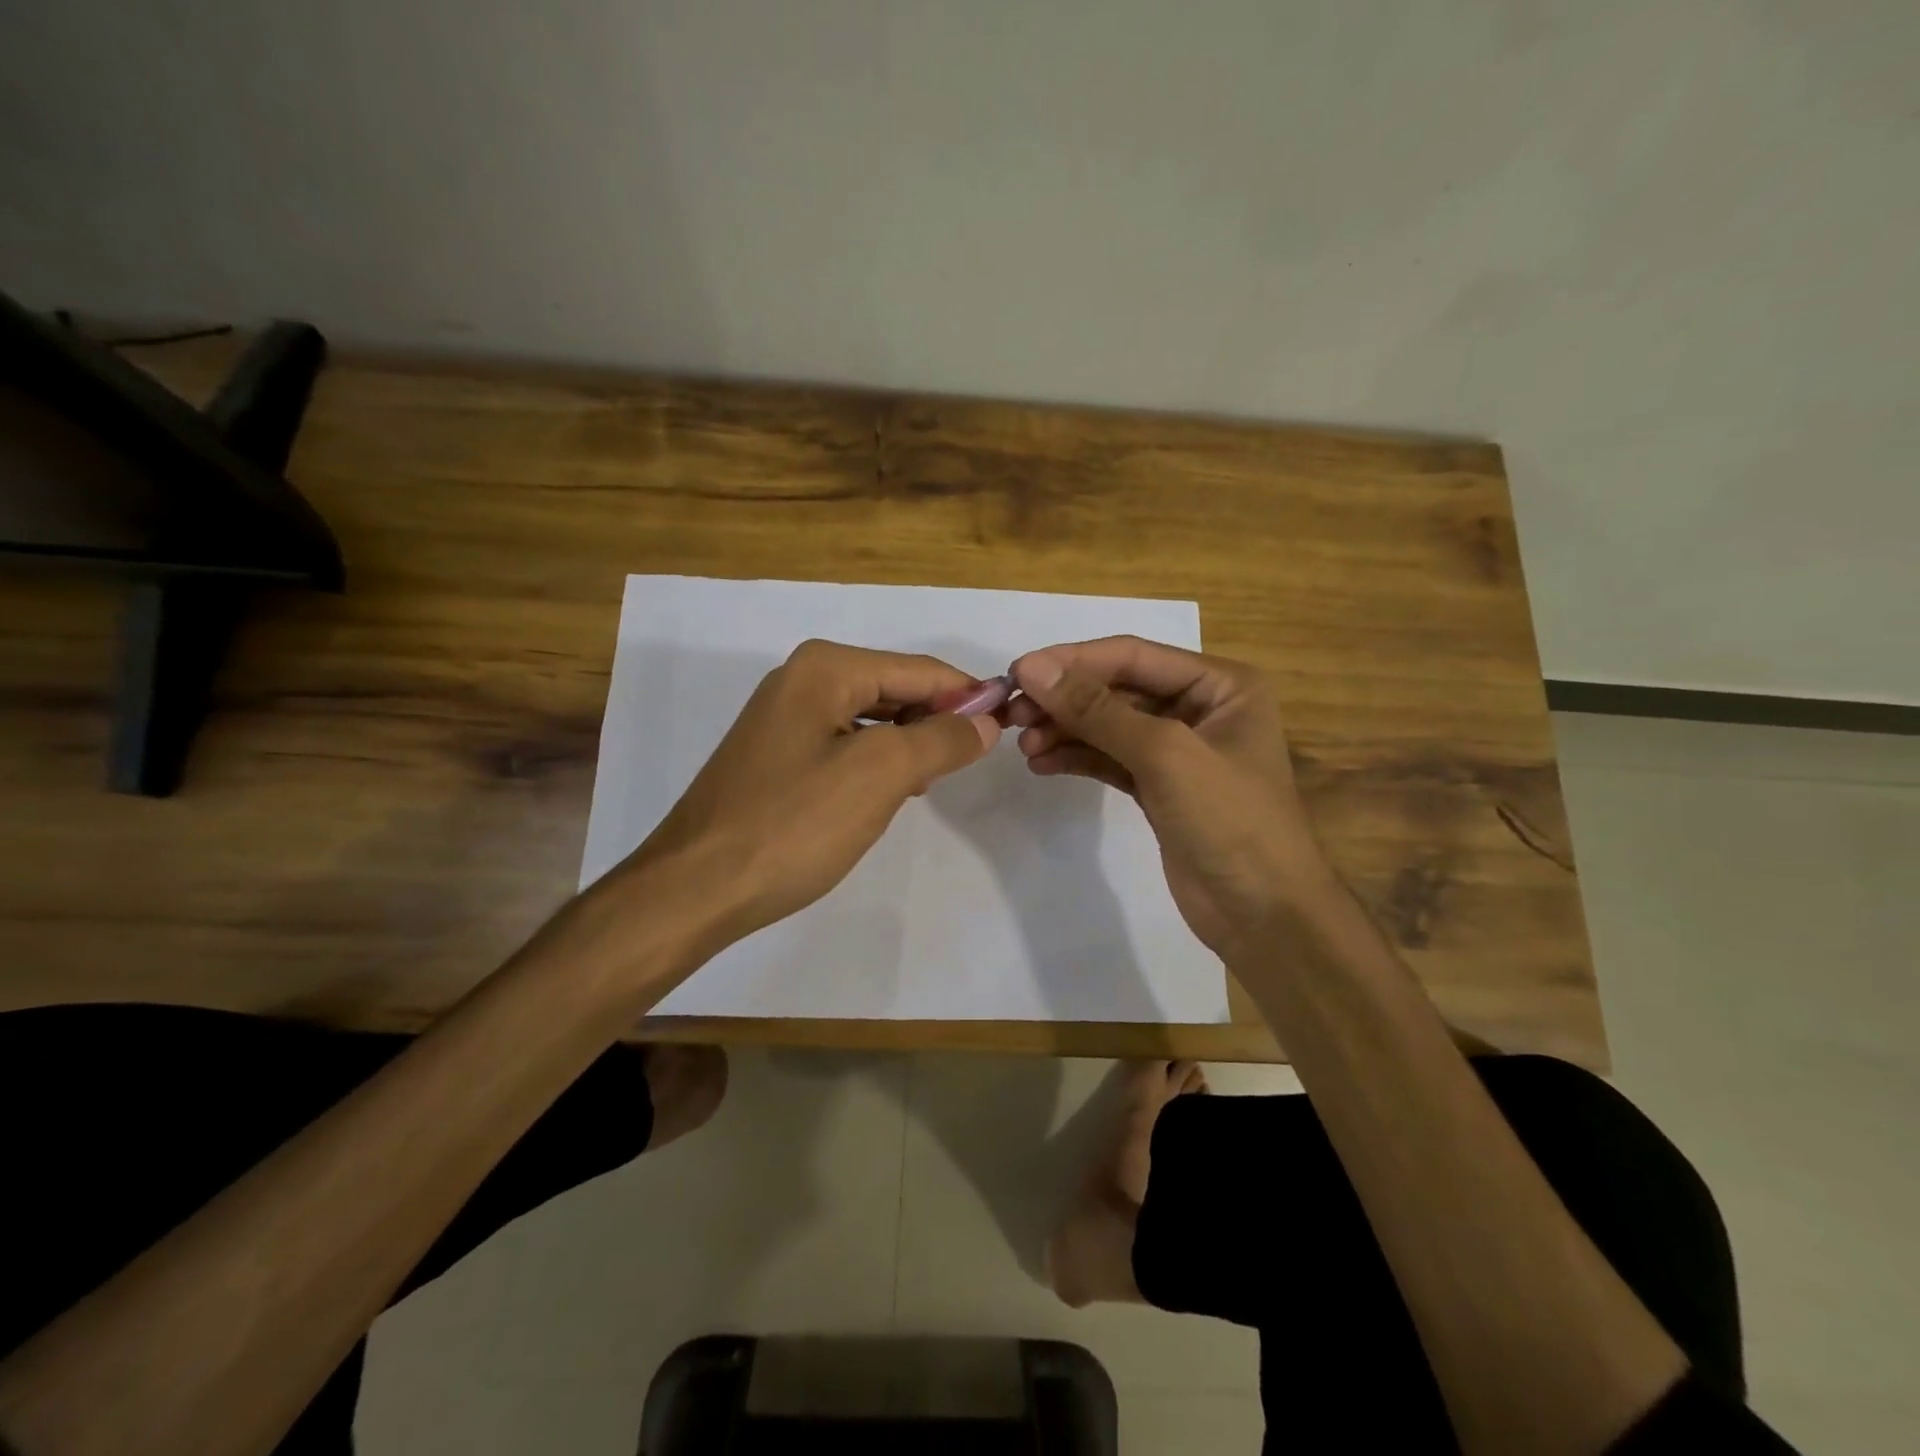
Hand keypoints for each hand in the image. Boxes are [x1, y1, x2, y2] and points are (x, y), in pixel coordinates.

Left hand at [626, 639, 999, 945]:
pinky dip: (874, 762)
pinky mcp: (775, 755)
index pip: (920, 669)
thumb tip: (985, 721)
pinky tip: (885, 794)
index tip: (1009, 727)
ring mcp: (783, 717)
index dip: (968, 696)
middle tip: (966, 765)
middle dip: (935, 721)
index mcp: (826, 668)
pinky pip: (844, 744)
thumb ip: (941, 740)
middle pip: (894, 688)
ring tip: (928, 783)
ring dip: (907, 745)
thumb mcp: (881, 775)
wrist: (695, 888)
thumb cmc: (793, 824)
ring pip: (871, 719)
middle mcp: (801, 679)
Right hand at [1007, 636, 1337, 957]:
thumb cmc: (1229, 821)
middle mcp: (1200, 707)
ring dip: (1065, 730)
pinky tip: (1042, 763)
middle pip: (1117, 688)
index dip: (1073, 661)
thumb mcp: (1164, 754)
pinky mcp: (1159, 786)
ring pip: (1108, 725)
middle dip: (1065, 700)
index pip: (1133, 655)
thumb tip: (1032, 668)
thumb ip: (1096, 709)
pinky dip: (1077, 758)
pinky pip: (1109, 758)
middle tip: (1013, 715)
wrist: (1263, 916)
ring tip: (1024, 745)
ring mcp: (1179, 749)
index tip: (1018, 672)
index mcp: (1220, 684)